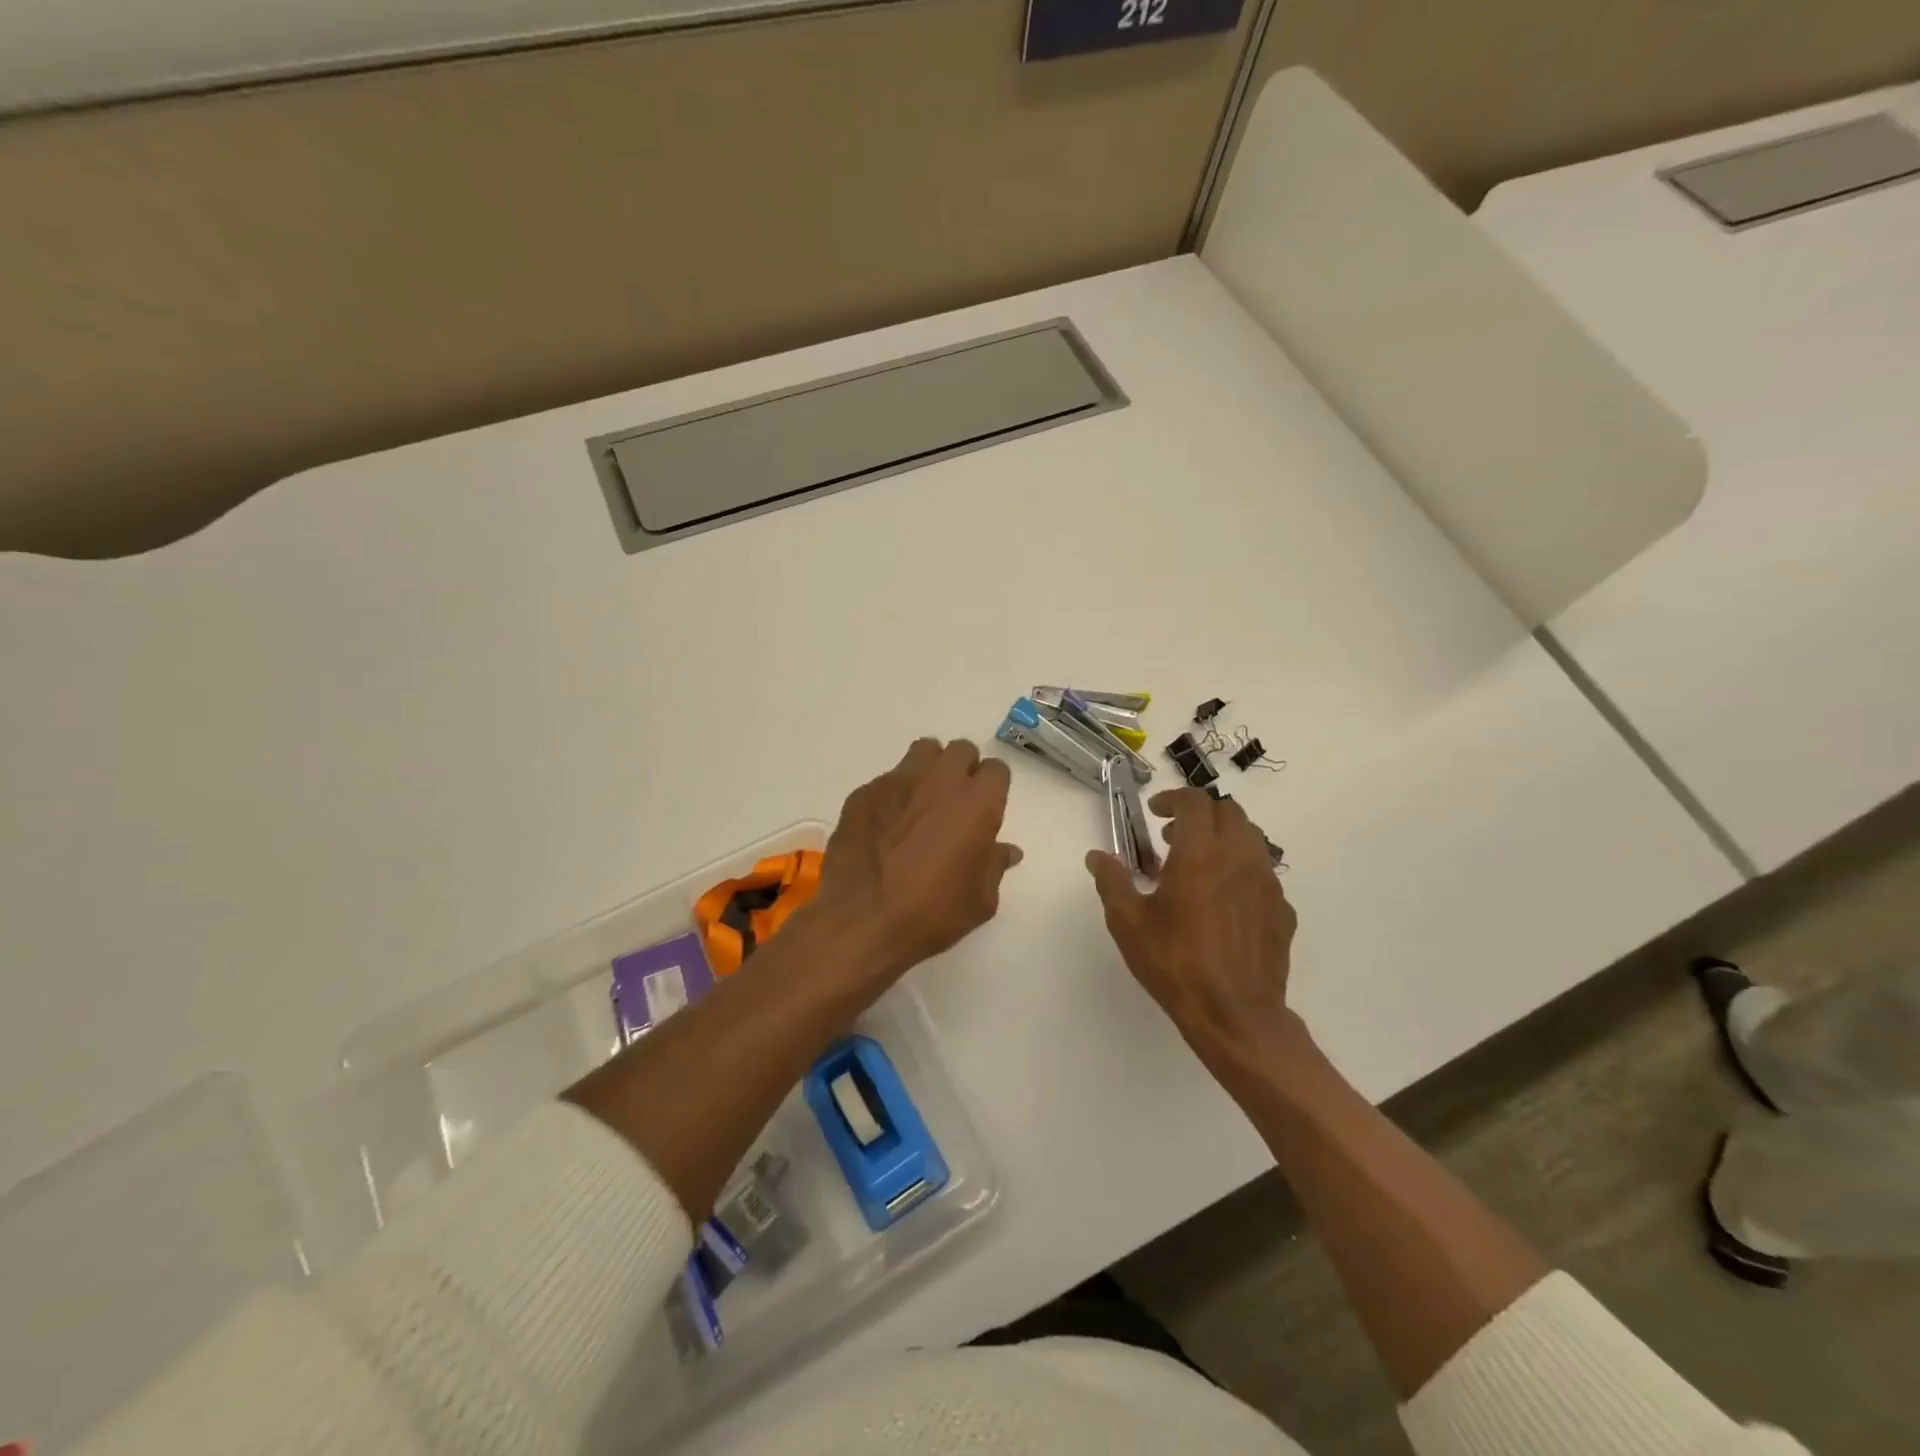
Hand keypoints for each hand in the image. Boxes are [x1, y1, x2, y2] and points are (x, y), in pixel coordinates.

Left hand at [812, 738, 1022, 982]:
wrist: (862, 921)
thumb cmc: (932, 913)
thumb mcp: (980, 900)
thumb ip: (994, 865)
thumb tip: (1006, 850)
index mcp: (977, 802)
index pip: (996, 769)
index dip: (992, 789)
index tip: (984, 811)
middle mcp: (940, 780)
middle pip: (960, 750)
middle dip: (962, 770)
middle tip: (954, 803)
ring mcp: (898, 781)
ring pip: (922, 753)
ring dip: (928, 770)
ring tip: (921, 802)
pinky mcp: (864, 793)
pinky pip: (886, 780)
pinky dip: (892, 796)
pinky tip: (884, 826)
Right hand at [1086, 788, 1298, 1061]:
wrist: (1235, 1015)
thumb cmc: (1175, 963)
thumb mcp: (1128, 922)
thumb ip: (1112, 881)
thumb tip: (1098, 856)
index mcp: (1201, 853)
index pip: (1194, 802)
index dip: (1172, 799)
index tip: (1155, 814)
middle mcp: (1240, 858)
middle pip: (1229, 812)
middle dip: (1200, 816)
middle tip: (1173, 839)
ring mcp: (1268, 884)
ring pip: (1252, 840)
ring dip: (1224, 840)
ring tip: (1198, 868)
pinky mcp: (1283, 911)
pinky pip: (1263, 875)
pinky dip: (1241, 873)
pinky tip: (1223, 904)